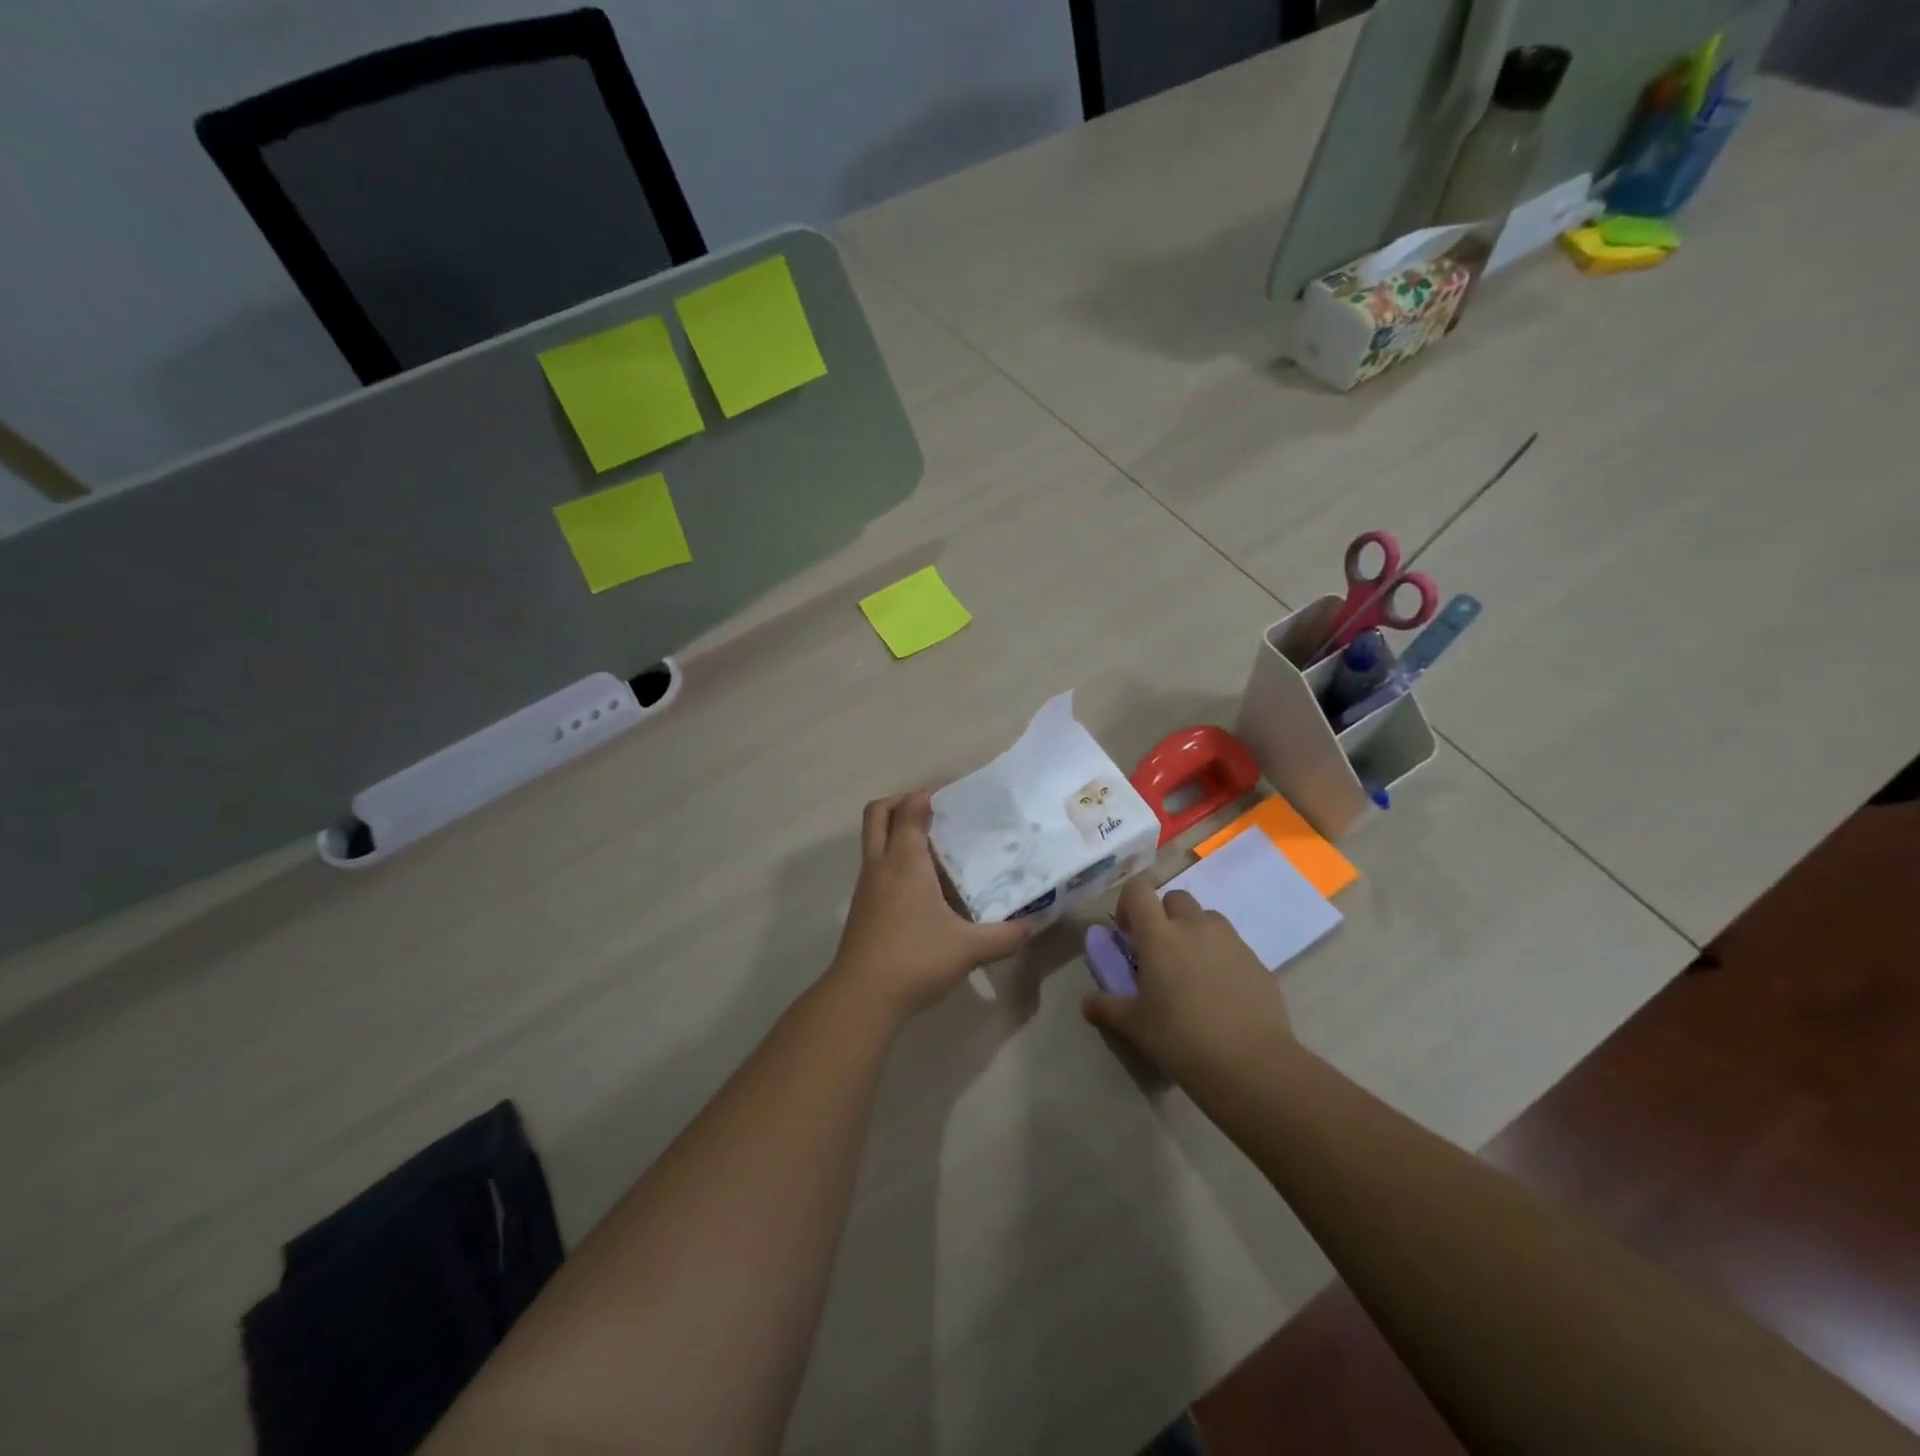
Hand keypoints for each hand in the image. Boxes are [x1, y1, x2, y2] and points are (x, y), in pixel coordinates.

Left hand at [828, 792, 1029, 1019]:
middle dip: (901, 802)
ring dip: (896, 832)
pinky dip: (894, 859)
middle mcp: (881, 865)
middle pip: (877, 814)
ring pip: (874, 840)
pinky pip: (876, 866)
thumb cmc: (915, 959)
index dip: (925, 795)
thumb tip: (1031, 926)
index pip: (909, 810)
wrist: (862, 998)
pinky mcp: (862, 908)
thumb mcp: (969, 948)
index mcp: (905, 862)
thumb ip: (1004, 936)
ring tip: (934, 846)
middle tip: (932, 811)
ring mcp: (866, 887)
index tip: (950, 795)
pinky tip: (923, 885)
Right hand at [1081, 877, 1296, 1084]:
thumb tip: (1087, 1002)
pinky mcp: (1257, 961)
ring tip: (1192, 971)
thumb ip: (1107, 1007)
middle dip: (1164, 917)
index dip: (1128, 904)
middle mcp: (1195, 926)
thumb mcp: (1134, 1025)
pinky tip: (1221, 994)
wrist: (1250, 1064)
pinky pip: (1233, 946)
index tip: (1128, 935)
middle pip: (1175, 898)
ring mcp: (1230, 941)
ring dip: (1195, 932)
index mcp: (1159, 935)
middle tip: (1160, 954)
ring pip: (1207, 918)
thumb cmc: (1180, 1038)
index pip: (1138, 891)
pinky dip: (1221, 957)